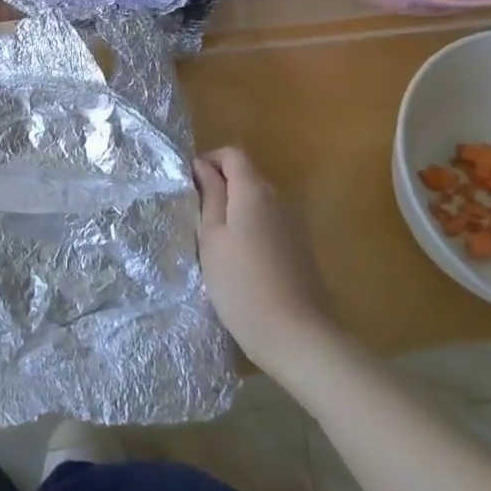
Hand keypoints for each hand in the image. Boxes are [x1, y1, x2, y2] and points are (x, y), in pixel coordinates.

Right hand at [195, 147, 331, 371]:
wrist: (297, 336)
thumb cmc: (242, 284)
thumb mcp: (211, 239)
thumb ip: (209, 198)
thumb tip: (202, 167)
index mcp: (254, 191)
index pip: (233, 154)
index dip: (209, 161)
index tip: (189, 184)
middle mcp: (278, 200)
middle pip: (247, 176)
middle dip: (220, 186)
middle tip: (195, 214)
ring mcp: (293, 226)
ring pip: (258, 202)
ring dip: (235, 210)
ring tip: (213, 240)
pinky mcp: (301, 250)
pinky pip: (270, 225)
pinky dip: (251, 229)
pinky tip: (239, 261)